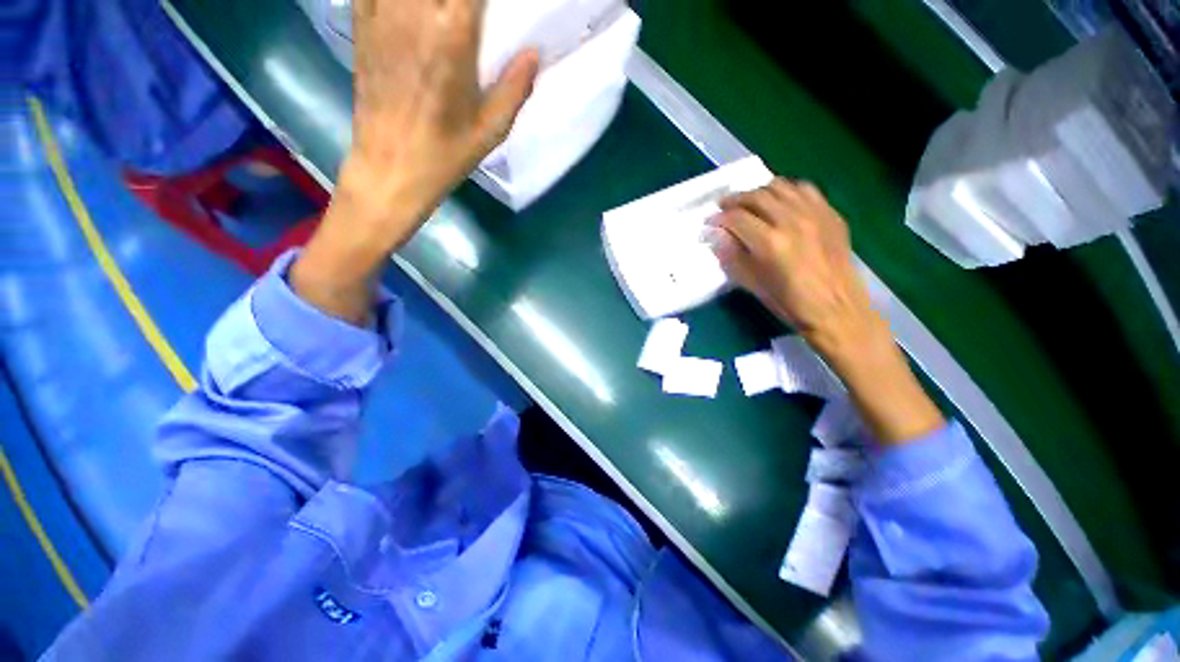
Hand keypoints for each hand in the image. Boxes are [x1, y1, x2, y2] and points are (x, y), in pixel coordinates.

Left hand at [291, 0, 538, 324]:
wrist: (390, 169)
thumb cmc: (445, 154)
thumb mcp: (491, 131)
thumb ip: (515, 88)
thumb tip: (534, 53)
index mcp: (454, 35)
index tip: (493, 10)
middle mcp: (415, 11)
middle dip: (460, 1)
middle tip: (470, 16)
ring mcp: (382, 13)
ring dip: (433, 0)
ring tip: (445, 16)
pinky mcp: (362, 24)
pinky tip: (413, 12)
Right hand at [710, 179, 881, 359]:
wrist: (836, 309)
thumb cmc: (789, 303)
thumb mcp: (752, 284)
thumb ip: (732, 257)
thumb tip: (717, 236)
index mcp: (770, 243)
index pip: (737, 218)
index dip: (718, 218)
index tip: (709, 222)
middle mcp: (792, 220)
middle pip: (757, 196)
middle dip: (734, 200)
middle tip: (723, 207)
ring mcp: (815, 213)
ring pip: (780, 187)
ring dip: (759, 191)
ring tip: (749, 202)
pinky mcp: (830, 214)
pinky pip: (805, 189)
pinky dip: (786, 191)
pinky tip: (779, 202)